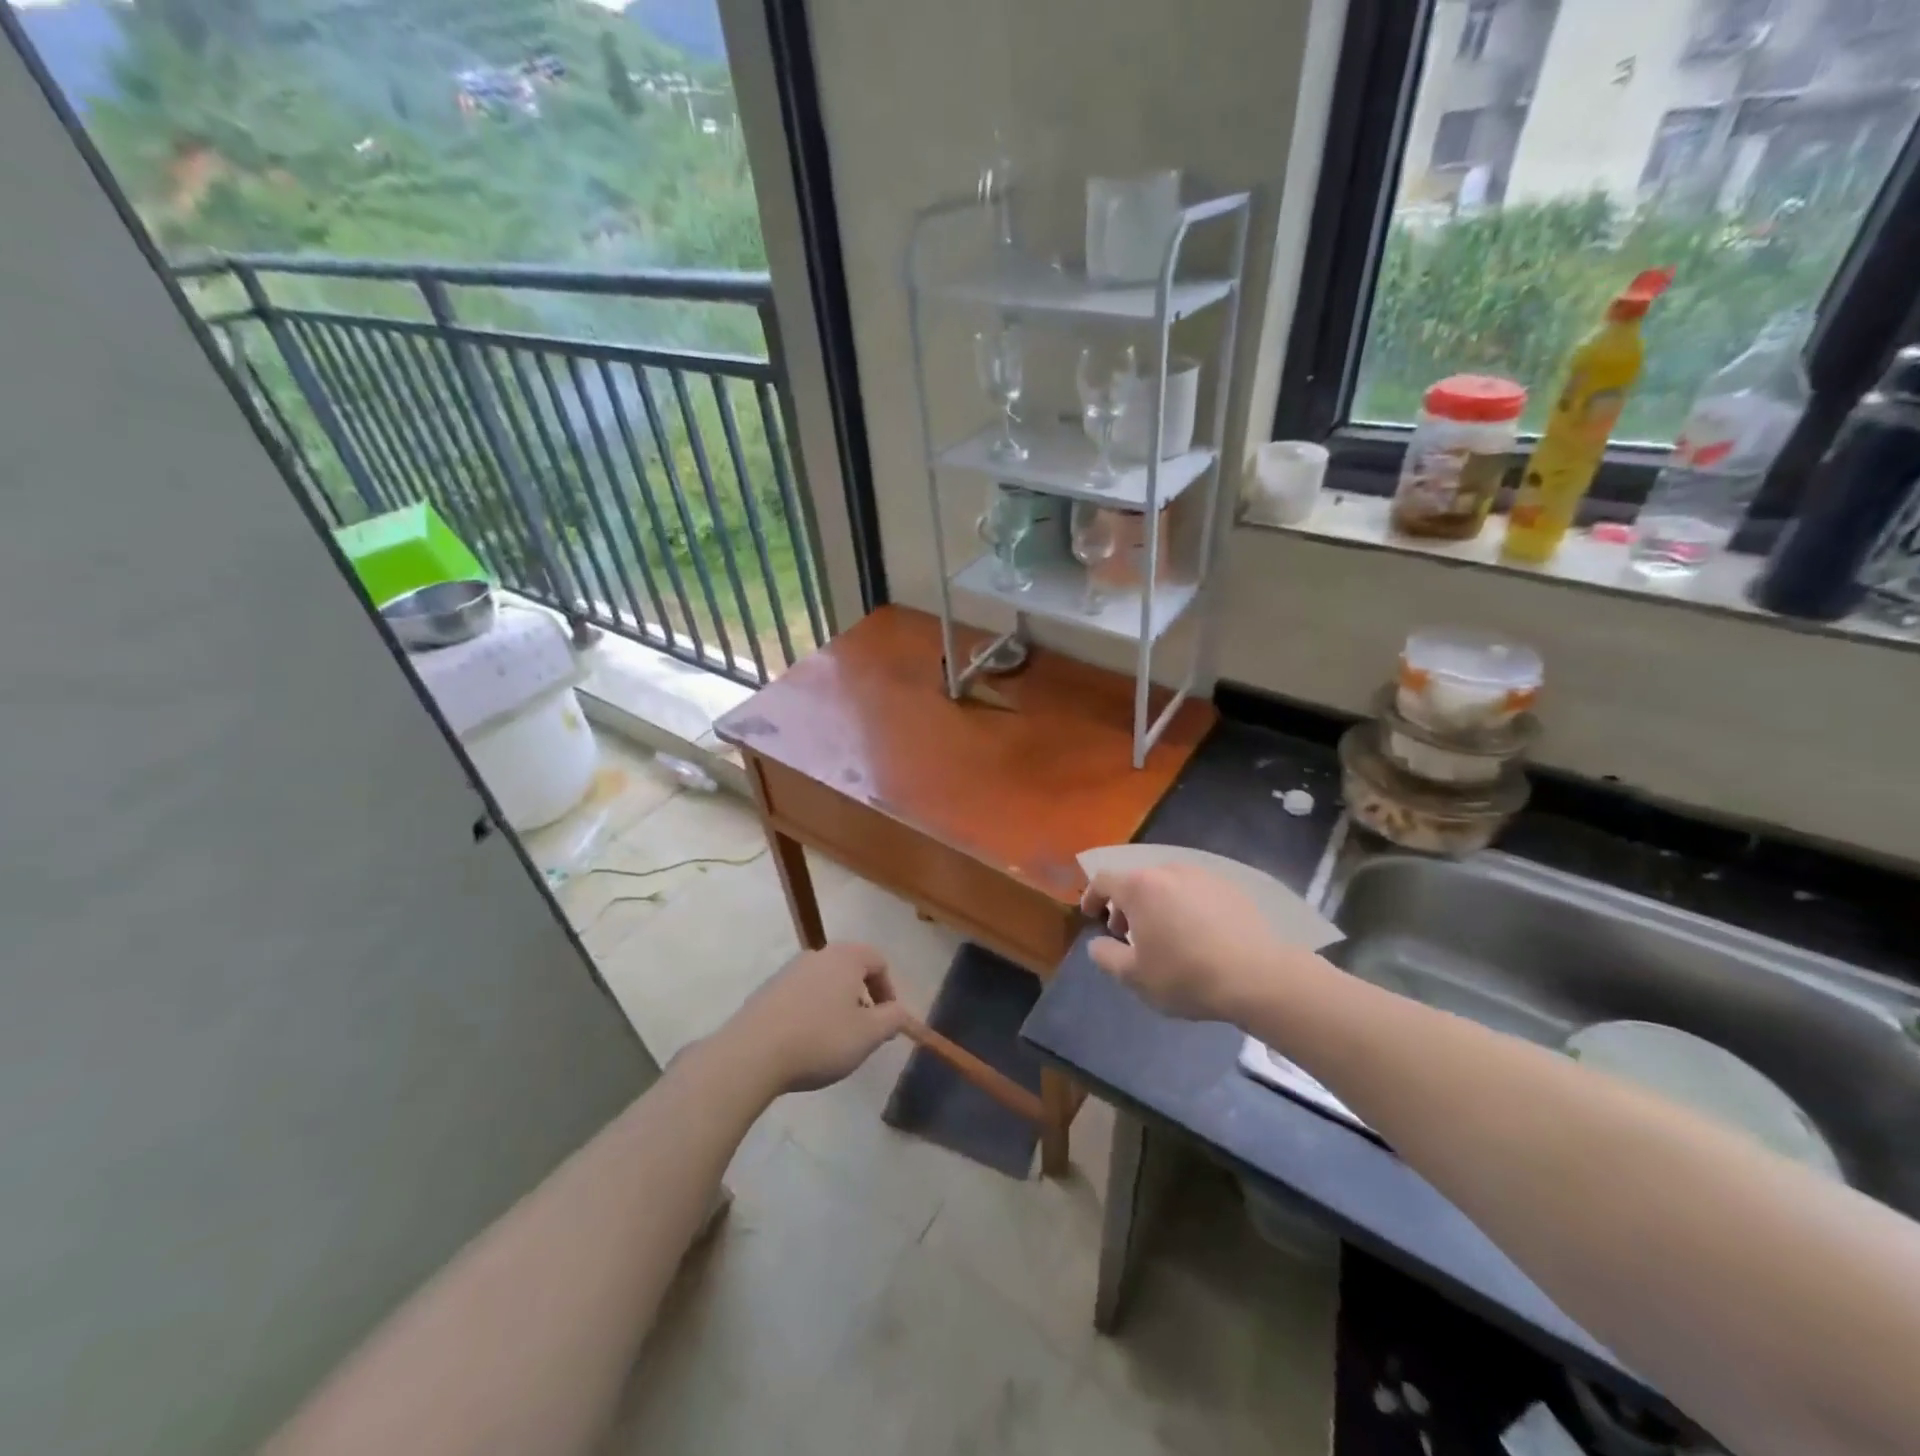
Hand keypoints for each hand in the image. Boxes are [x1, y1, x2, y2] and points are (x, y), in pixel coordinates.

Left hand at [720, 943, 908, 1094]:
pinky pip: (801, 995)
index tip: (887, 1021)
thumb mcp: (868, 1035)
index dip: (889, 990)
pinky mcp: (767, 990)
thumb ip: (892, 1019)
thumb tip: (900, 1012)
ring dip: (837, 1005)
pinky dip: (812, 1011)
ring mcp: (789, 971)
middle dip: (862, 997)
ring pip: (825, 982)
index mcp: (845, 957)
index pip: (878, 961)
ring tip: (835, 1040)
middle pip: (851, 968)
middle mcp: (818, 955)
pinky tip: (805, 1042)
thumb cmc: (820, 1039)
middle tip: (864, 1030)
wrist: (752, 1054)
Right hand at [1080, 864, 1320, 1022]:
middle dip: (1125, 905)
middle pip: (1136, 881)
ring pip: (1167, 884)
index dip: (1091, 896)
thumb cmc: (1186, 975)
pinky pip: (1195, 891)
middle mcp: (1169, 871)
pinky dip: (1184, 906)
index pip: (1104, 880)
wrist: (1258, 977)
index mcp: (1140, 887)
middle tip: (1126, 933)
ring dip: (1156, 904)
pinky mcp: (1231, 888)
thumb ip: (1106, 956)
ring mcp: (1203, 876)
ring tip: (1162, 935)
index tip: (1090, 915)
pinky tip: (1196, 934)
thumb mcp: (1134, 976)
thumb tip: (1098, 943)